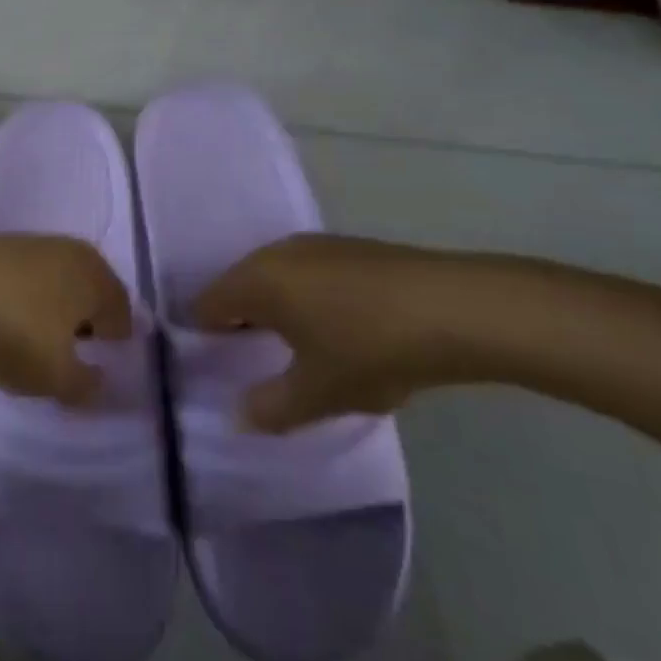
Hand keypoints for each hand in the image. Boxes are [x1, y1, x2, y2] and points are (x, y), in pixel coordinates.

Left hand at [0, 234, 133, 405]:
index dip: (115, 344)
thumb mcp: (56, 375)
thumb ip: (85, 386)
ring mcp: (33, 246)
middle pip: (87, 298)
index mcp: (97, 276)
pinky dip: (20, 308)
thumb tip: (99, 382)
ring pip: (54, 290)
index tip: (100, 369)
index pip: (122, 312)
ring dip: (48, 320)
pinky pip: (23, 286)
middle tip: (66, 363)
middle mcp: (72, 253)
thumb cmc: (15, 329)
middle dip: (81, 330)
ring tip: (28, 353)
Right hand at [191, 234, 499, 430]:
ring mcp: (317, 244)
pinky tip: (339, 329)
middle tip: (255, 364)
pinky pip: (310, 274)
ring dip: (278, 311)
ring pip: (278, 279)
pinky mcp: (352, 248)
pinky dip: (309, 299)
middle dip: (242, 323)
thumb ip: (270, 407)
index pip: (207, 304)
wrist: (456, 308)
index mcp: (256, 279)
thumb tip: (238, 416)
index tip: (217, 368)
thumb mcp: (318, 392)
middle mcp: (277, 252)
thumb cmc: (370, 348)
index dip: (205, 337)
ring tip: (298, 351)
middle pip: (240, 287)